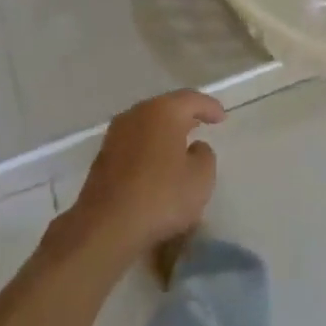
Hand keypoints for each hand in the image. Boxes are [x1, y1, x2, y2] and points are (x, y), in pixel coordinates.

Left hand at [61, 90, 225, 266]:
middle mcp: (137, 113)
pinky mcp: (104, 156)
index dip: (209, 107)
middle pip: (166, 107)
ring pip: (148, 124)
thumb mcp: (200, 179)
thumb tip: (195, 147)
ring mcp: (116, 134)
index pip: (192, 99)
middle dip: (185, 115)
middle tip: (202, 123)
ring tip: (180, 143)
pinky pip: (135, 142)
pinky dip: (149, 146)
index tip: (222, 117)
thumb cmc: (161, 197)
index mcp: (163, 111)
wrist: (106, 226)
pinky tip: (157, 162)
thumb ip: (204, 156)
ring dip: (165, 131)